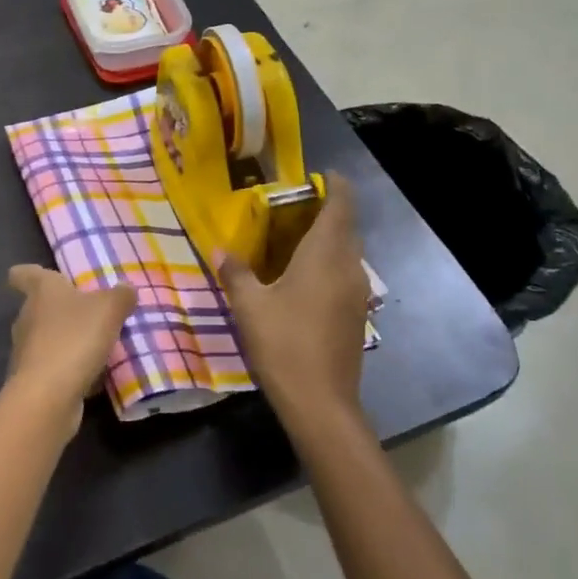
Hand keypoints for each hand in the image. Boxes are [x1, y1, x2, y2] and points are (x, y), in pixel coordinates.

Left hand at [3, 266, 137, 437]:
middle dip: (60, 309)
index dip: (26, 272)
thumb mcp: (109, 309)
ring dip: (66, 340)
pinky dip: (69, 369)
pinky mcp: (32, 380)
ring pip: (47, 338)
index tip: (30, 274)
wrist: (48, 396)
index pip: (24, 274)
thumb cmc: (75, 338)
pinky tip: (92, 376)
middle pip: (39, 307)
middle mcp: (28, 317)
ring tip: (96, 345)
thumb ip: (120, 295)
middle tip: (88, 311)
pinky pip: (54, 367)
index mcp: (42, 291)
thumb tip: (126, 288)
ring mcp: (26, 351)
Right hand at [216, 173, 371, 430]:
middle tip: (293, 209)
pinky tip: (303, 280)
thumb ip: (236, 273)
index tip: (319, 175)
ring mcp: (358, 293)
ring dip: (329, 240)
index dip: (334, 185)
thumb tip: (219, 250)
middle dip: (327, 211)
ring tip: (294, 241)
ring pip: (348, 253)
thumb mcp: (250, 306)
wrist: (321, 403)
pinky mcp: (357, 315)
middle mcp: (349, 267)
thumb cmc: (284, 344)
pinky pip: (346, 275)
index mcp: (326, 254)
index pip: (341, 204)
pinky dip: (330, 266)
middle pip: (347, 227)